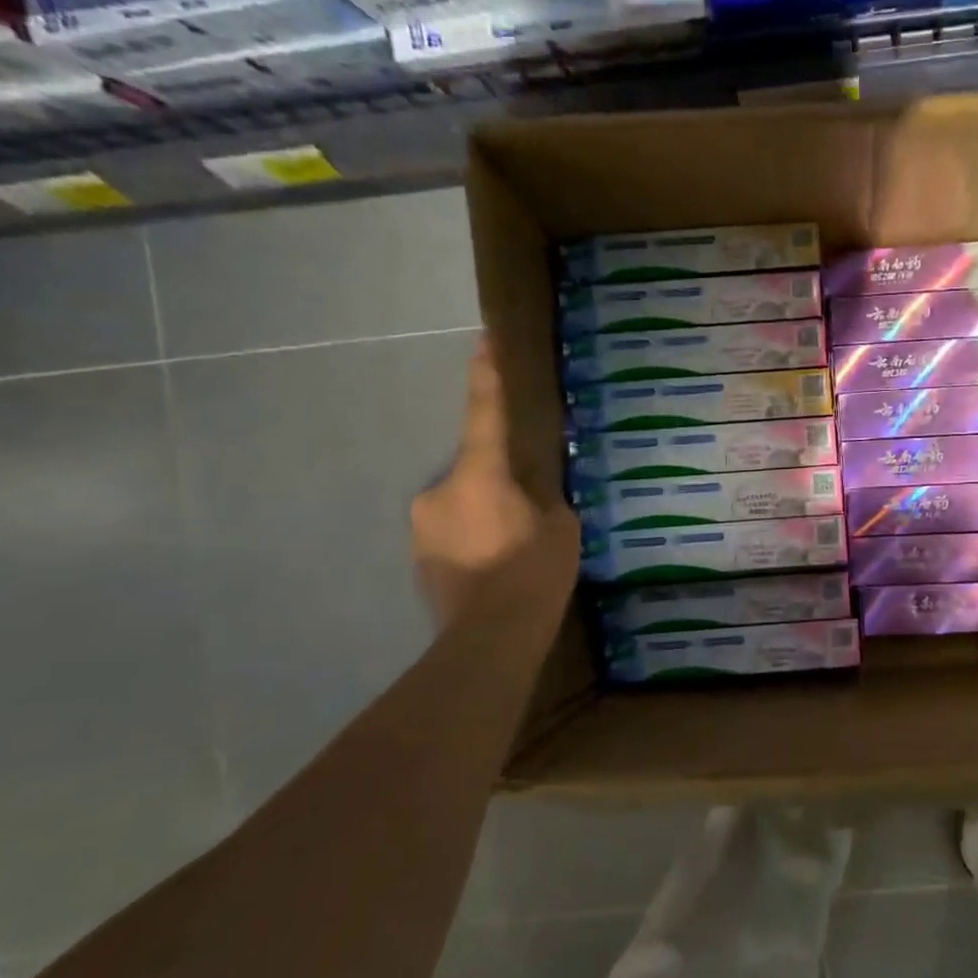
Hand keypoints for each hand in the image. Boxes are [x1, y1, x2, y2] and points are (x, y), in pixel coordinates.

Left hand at [411, 338, 579, 625]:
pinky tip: (494, 568)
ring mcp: (422, 524)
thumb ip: (547, 499)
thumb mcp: (561, 528)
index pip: (486, 413)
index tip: (485, 339)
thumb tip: (536, 493)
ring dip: (485, 516)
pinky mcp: (417, 556)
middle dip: (499, 484)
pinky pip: (452, 533)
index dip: (488, 374)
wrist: (489, 638)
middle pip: (476, 471)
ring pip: (463, 504)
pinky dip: (472, 540)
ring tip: (512, 550)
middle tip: (527, 512)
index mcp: (480, 474)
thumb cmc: (532, 573)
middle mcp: (440, 490)